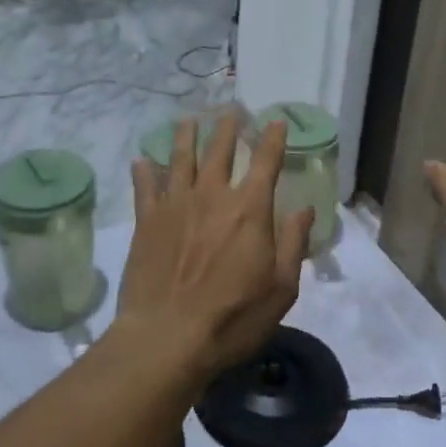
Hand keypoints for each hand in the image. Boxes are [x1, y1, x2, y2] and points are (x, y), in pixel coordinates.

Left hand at [118, 114, 312, 378]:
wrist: (167, 337)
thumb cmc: (233, 318)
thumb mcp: (281, 288)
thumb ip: (293, 243)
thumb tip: (304, 209)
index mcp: (250, 209)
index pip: (265, 162)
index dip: (272, 138)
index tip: (275, 121)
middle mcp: (212, 196)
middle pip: (219, 150)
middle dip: (227, 127)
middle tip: (230, 109)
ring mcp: (175, 206)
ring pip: (180, 159)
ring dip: (185, 136)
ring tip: (188, 119)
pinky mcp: (146, 222)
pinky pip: (145, 188)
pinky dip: (144, 172)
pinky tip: (141, 160)